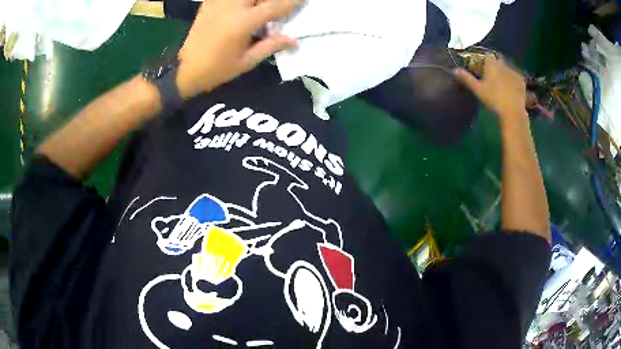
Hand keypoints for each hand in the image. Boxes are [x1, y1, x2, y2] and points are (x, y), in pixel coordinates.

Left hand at [176, 0, 302, 98]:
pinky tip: (244, 6)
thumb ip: (271, 46)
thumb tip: (295, 40)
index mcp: (242, 23)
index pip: (275, 6)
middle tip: (276, 7)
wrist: (184, 69)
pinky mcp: (209, 2)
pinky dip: (241, 0)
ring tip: (260, 8)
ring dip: (257, 0)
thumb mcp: (246, 62)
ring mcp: (218, 2)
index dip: (293, 2)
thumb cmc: (216, 69)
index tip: (304, 0)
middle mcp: (231, 6)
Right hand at [454, 55, 526, 120]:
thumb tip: (454, 70)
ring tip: (502, 85)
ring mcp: (514, 72)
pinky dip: (513, 81)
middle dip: (495, 66)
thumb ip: (466, 78)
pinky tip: (511, 90)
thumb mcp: (477, 90)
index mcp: (492, 64)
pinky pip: (515, 77)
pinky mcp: (522, 82)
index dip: (484, 61)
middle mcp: (503, 64)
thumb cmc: (493, 99)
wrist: (512, 112)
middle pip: (498, 60)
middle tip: (492, 77)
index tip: (482, 69)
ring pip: (507, 69)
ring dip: (504, 73)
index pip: (487, 56)